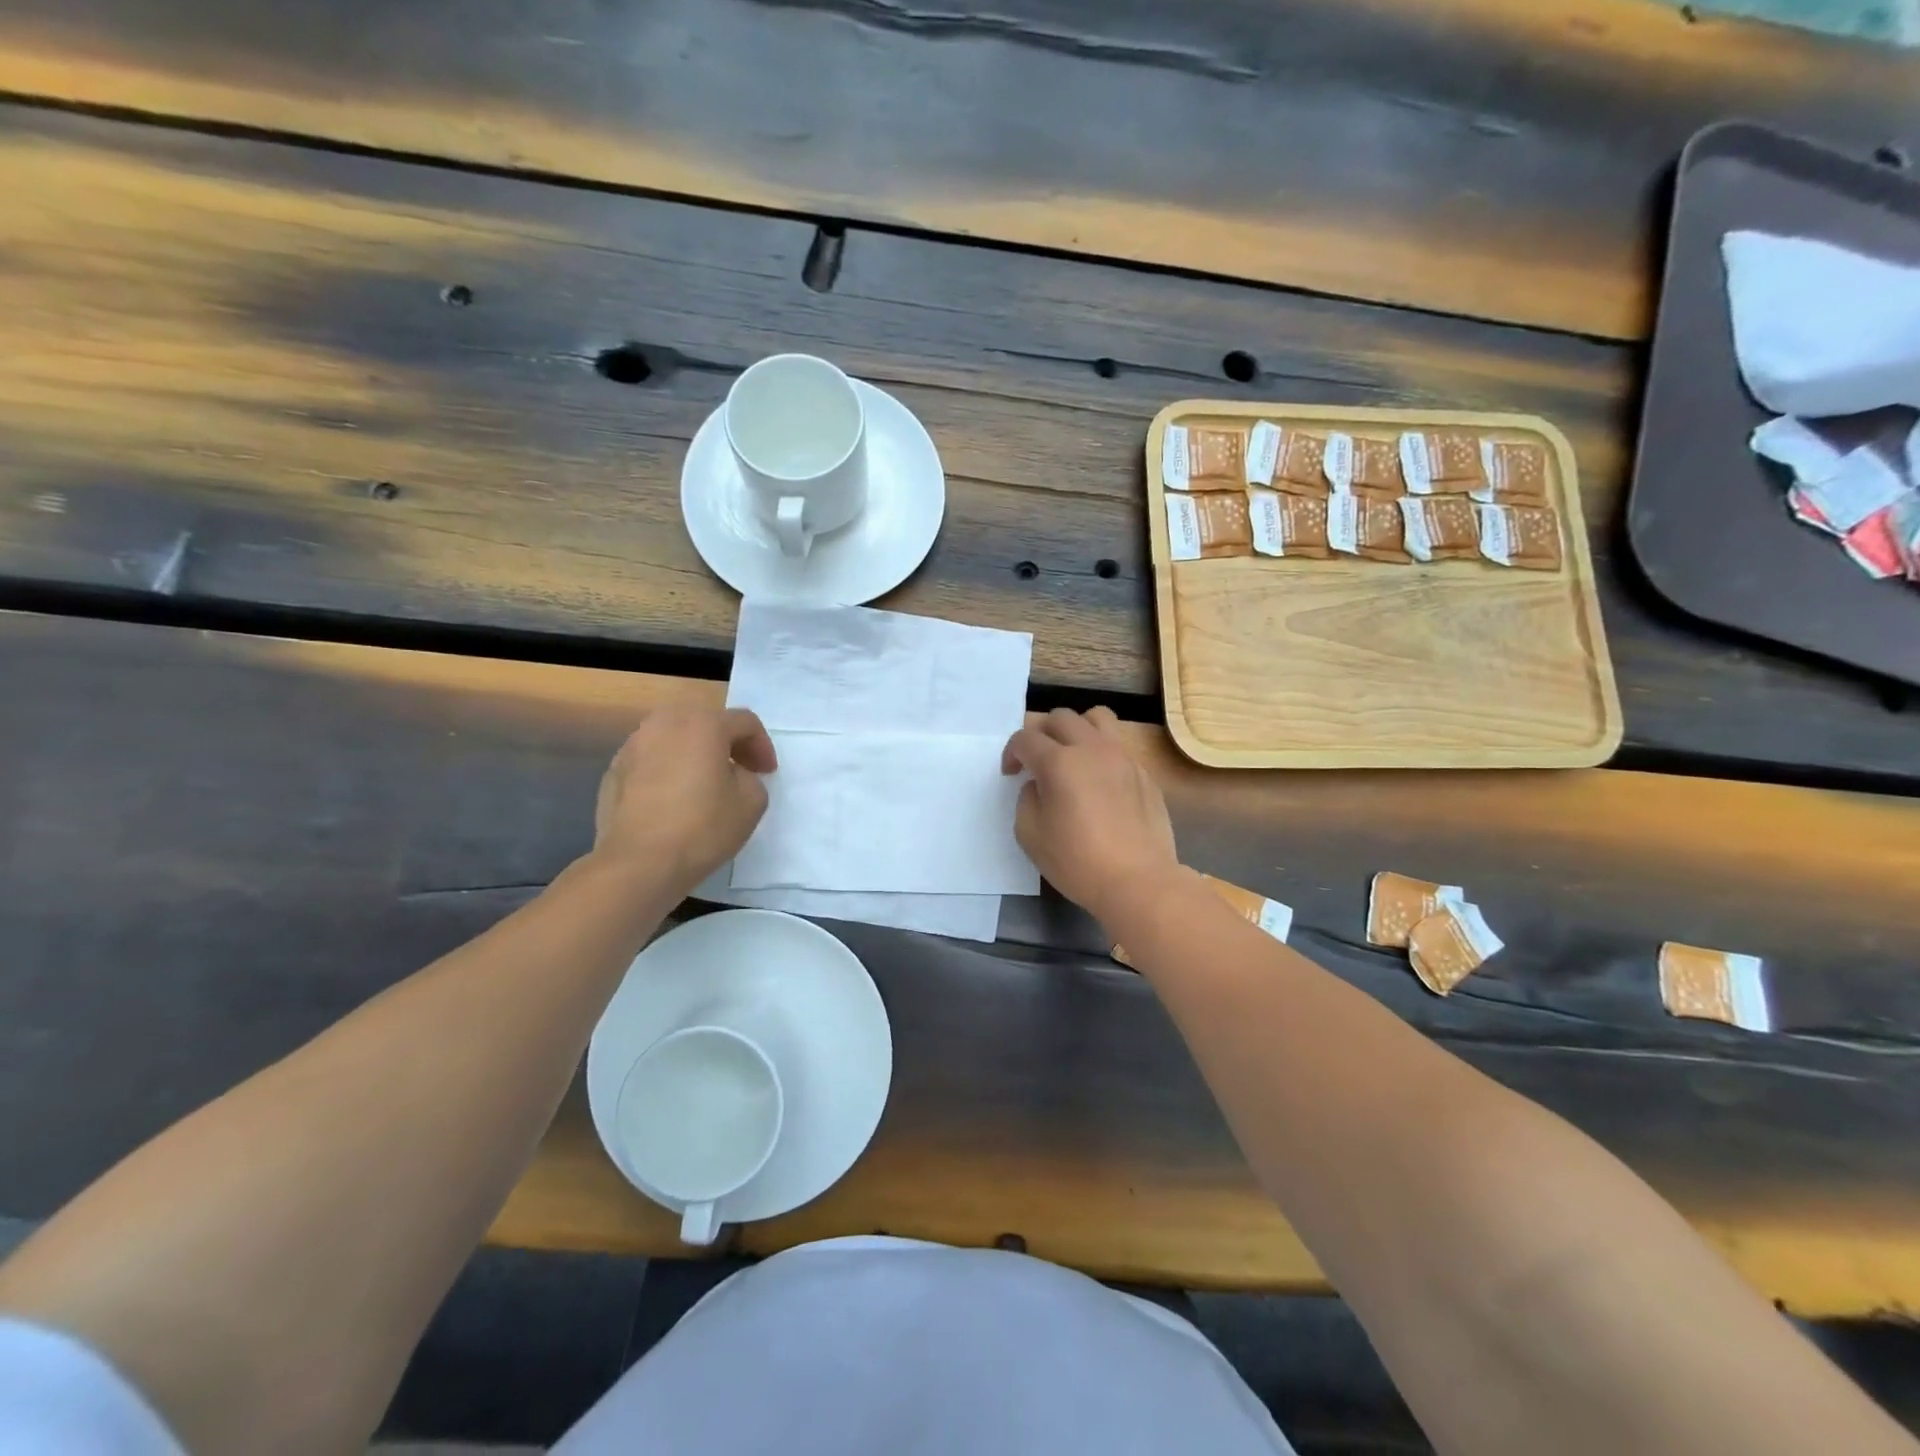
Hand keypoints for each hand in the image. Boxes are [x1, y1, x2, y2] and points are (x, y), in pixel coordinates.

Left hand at [593, 706, 777, 894]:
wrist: (638, 863)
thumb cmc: (702, 827)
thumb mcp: (752, 803)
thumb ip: (751, 777)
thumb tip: (734, 775)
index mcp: (703, 724)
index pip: (744, 722)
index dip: (762, 746)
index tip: (767, 773)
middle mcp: (665, 723)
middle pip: (705, 721)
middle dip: (727, 742)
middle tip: (739, 769)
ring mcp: (633, 745)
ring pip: (674, 738)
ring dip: (695, 753)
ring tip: (704, 782)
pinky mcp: (614, 770)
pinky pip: (651, 759)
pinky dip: (668, 769)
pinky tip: (674, 798)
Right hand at [1002, 707, 1179, 928]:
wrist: (1138, 881)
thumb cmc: (1077, 862)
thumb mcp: (1030, 835)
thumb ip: (1027, 800)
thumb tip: (1039, 785)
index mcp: (1059, 763)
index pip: (1026, 739)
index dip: (1012, 753)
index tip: (1011, 773)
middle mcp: (1091, 749)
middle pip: (1061, 718)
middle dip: (1041, 734)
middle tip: (1037, 760)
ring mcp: (1122, 757)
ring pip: (1097, 718)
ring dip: (1077, 729)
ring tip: (1072, 754)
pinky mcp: (1143, 772)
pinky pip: (1118, 746)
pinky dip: (1101, 753)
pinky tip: (1099, 782)